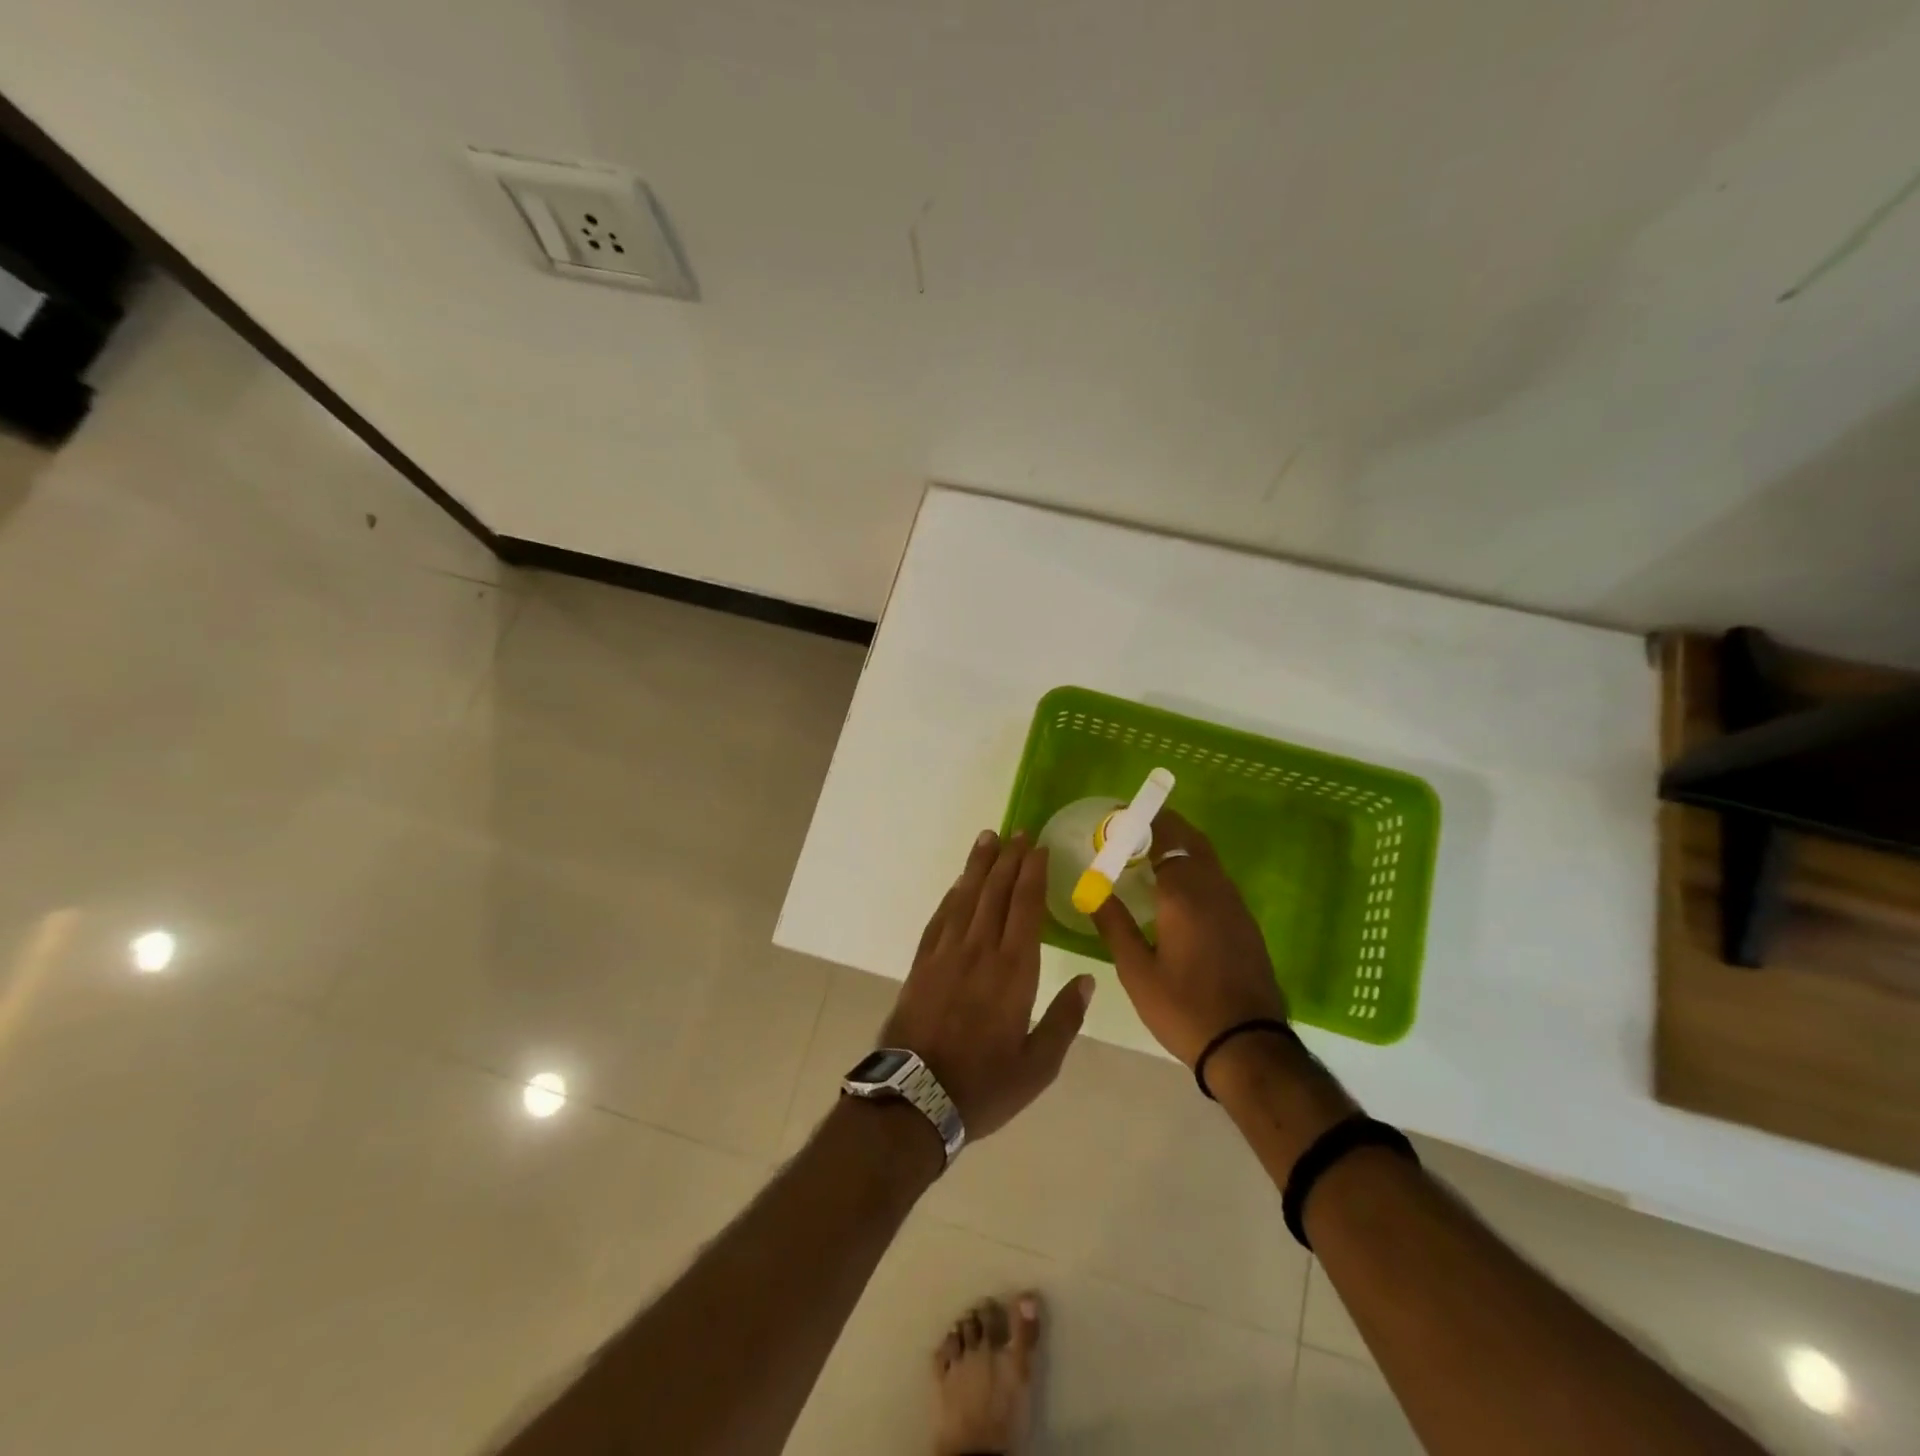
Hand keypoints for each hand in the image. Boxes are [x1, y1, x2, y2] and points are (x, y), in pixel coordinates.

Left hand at [879, 830, 1094, 1140]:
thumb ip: (1064, 1020)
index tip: (1038, 848)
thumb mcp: (1038, 1066)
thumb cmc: (985, 1086)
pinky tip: (958, 884)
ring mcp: (946, 954)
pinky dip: (951, 895)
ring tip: (988, 838)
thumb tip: (1086, 980)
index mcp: (1014, 972)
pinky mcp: (922, 963)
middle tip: (1017, 832)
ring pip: (966, 898)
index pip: (1026, 908)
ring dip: (978, 866)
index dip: (1032, 874)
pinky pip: (940, 918)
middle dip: (1008, 859)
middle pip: (996, 893)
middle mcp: (980, 951)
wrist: (915, 1097)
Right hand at [1089, 809, 1288, 1066]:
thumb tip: (1092, 889)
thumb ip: (1114, 924)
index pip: (1164, 840)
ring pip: (1208, 860)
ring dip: (1181, 847)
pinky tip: (1178, 891)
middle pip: (1191, 841)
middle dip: (1165, 827)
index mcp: (1183, 895)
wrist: (1248, 1046)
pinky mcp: (1246, 924)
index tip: (1120, 817)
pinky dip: (1195, 870)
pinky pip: (1217, 880)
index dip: (1143, 823)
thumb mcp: (1136, 970)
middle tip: (1134, 829)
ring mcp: (1235, 906)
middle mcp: (1213, 890)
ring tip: (1151, 856)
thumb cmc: (1183, 1009)